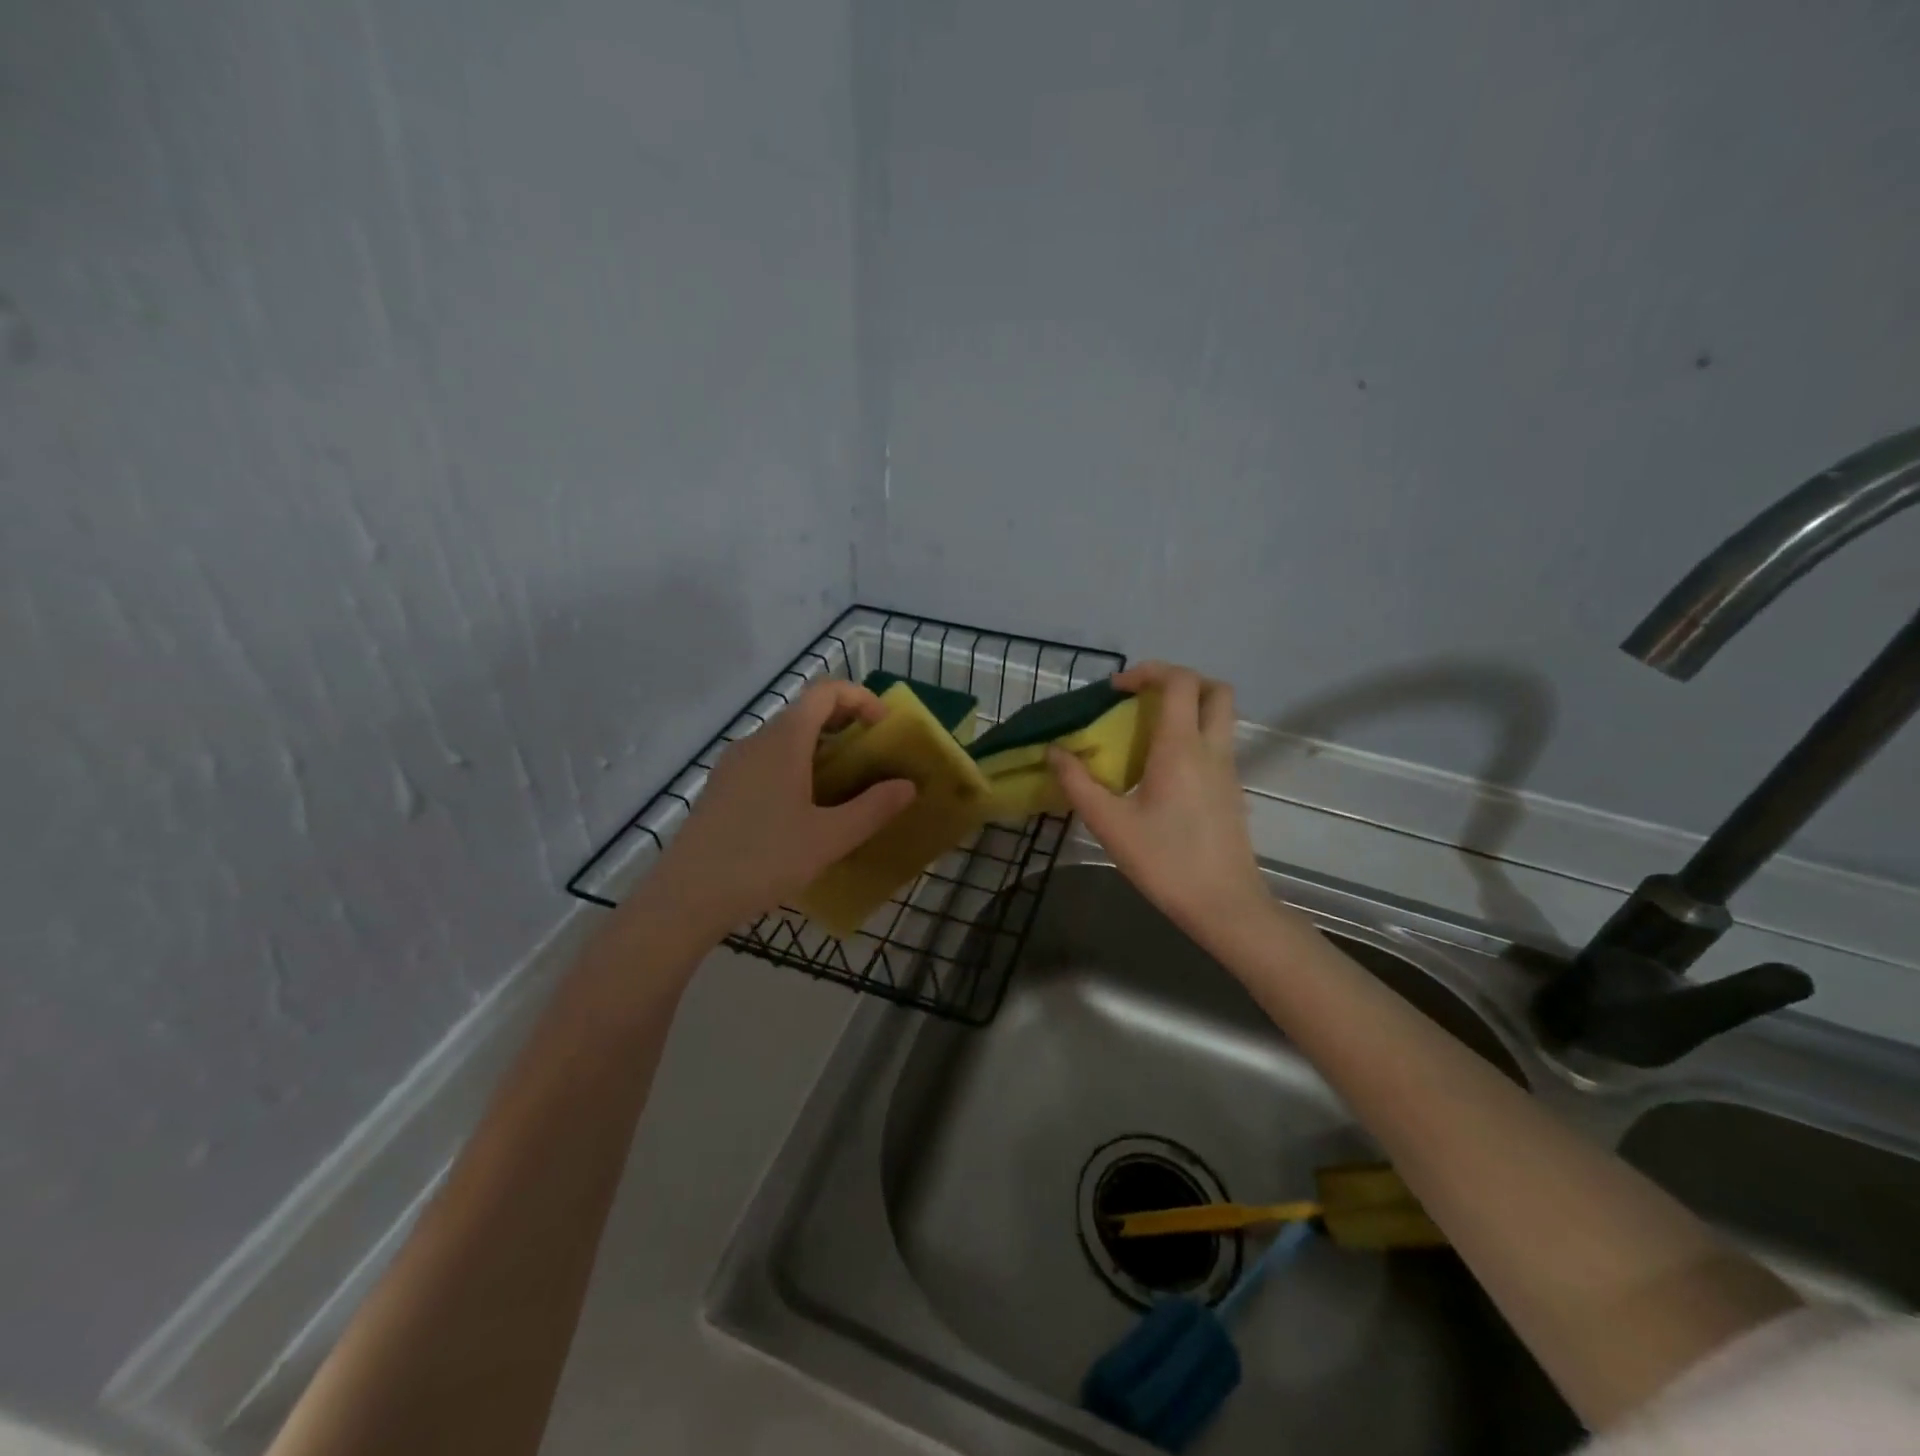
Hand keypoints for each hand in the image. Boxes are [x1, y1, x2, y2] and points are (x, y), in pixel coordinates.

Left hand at [641, 680, 916, 935]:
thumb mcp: (829, 838)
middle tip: (871, 757)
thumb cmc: (763, 860)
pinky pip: (766, 760)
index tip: (884, 727)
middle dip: (844, 724)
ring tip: (843, 785)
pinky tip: (803, 809)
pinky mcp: (721, 788)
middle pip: (804, 712)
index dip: (860, 697)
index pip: (825, 692)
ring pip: (784, 738)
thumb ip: (873, 808)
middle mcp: (756, 741)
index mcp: (783, 741)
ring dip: (819, 747)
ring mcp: (733, 764)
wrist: (687, 897)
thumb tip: (907, 786)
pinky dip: (795, 766)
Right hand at [1048, 663, 1267, 939]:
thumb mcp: (1110, 824)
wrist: (1224, 905)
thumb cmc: (1165, 861)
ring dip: (1188, 708)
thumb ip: (1078, 783)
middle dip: (1179, 680)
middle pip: (1214, 689)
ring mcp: (1228, 770)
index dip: (1148, 671)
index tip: (1116, 689)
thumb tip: (1054, 752)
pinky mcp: (1231, 790)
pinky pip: (1217, 744)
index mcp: (1182, 748)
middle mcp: (1212, 749)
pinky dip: (1193, 736)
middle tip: (1143, 698)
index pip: (1178, 682)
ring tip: (1146, 731)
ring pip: (1220, 717)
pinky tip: (1160, 769)